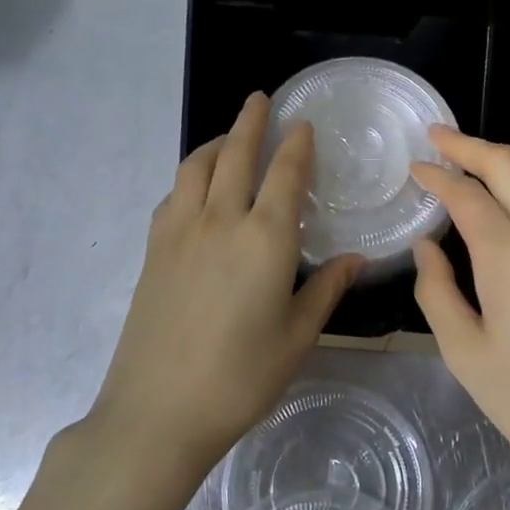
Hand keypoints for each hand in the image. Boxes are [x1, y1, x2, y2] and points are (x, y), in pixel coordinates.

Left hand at [86, 93, 361, 473]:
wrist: (158, 411)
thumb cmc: (240, 378)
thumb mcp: (297, 337)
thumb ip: (326, 290)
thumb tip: (356, 259)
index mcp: (265, 239)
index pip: (285, 174)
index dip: (297, 144)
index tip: (303, 123)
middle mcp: (221, 221)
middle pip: (235, 154)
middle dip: (251, 121)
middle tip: (260, 99)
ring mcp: (180, 232)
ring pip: (196, 167)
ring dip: (216, 142)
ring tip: (229, 136)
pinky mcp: (154, 249)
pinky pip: (173, 194)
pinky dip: (190, 176)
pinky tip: (197, 188)